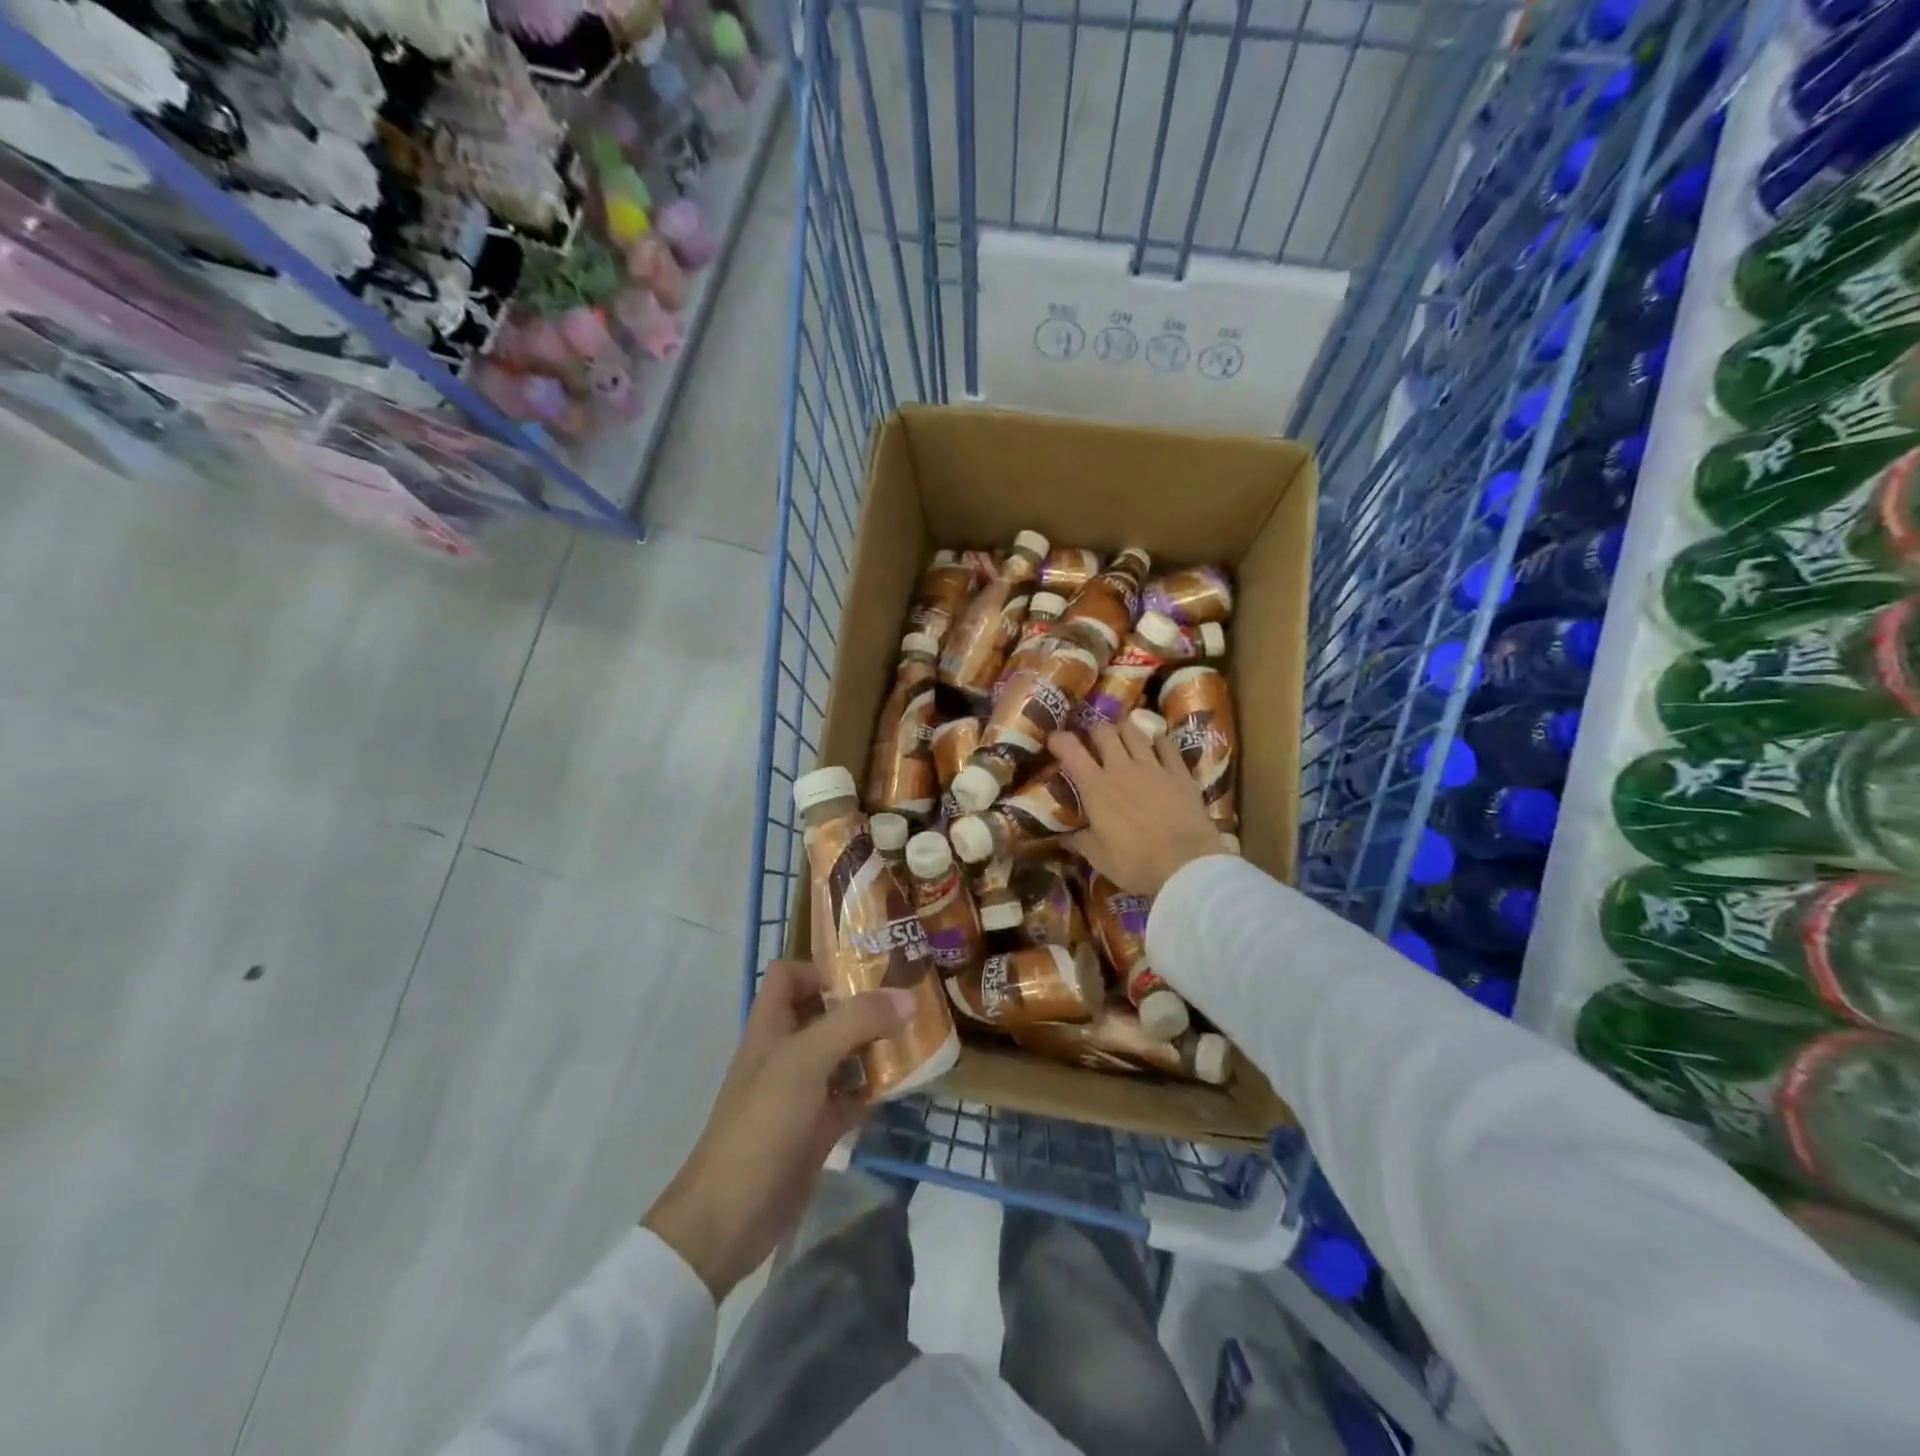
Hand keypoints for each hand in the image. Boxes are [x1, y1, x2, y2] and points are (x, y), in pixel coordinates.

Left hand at [643, 960, 912, 1298]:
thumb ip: (855, 1022)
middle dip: (863, 1005)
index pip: (789, 975)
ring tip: (916, 1035)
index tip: (866, 973)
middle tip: (909, 999)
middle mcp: (786, 1051)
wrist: (731, 1217)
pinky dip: (875, 1087)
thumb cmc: (762, 1124)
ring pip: (843, 1053)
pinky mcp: (817, 1126)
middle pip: (825, 1012)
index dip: (821, 968)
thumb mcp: (806, 1061)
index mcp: (771, 1026)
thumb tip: (907, 996)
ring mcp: (802, 1091)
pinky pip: (852, 1094)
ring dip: (875, 1045)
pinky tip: (904, 1083)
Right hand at [1049, 719, 1227, 896]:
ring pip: (1134, 731)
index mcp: (1095, 787)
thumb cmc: (1135, 863)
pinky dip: (1158, 741)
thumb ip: (1079, 840)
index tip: (1054, 740)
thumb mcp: (1098, 857)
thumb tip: (1065, 836)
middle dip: (1094, 732)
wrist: (1185, 865)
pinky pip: (1167, 744)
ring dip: (1123, 731)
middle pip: (1103, 731)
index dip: (1059, 739)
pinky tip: (1156, 745)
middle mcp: (1121, 767)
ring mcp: (1153, 766)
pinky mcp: (1179, 772)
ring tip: (1122, 739)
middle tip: (1093, 743)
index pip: (1070, 749)